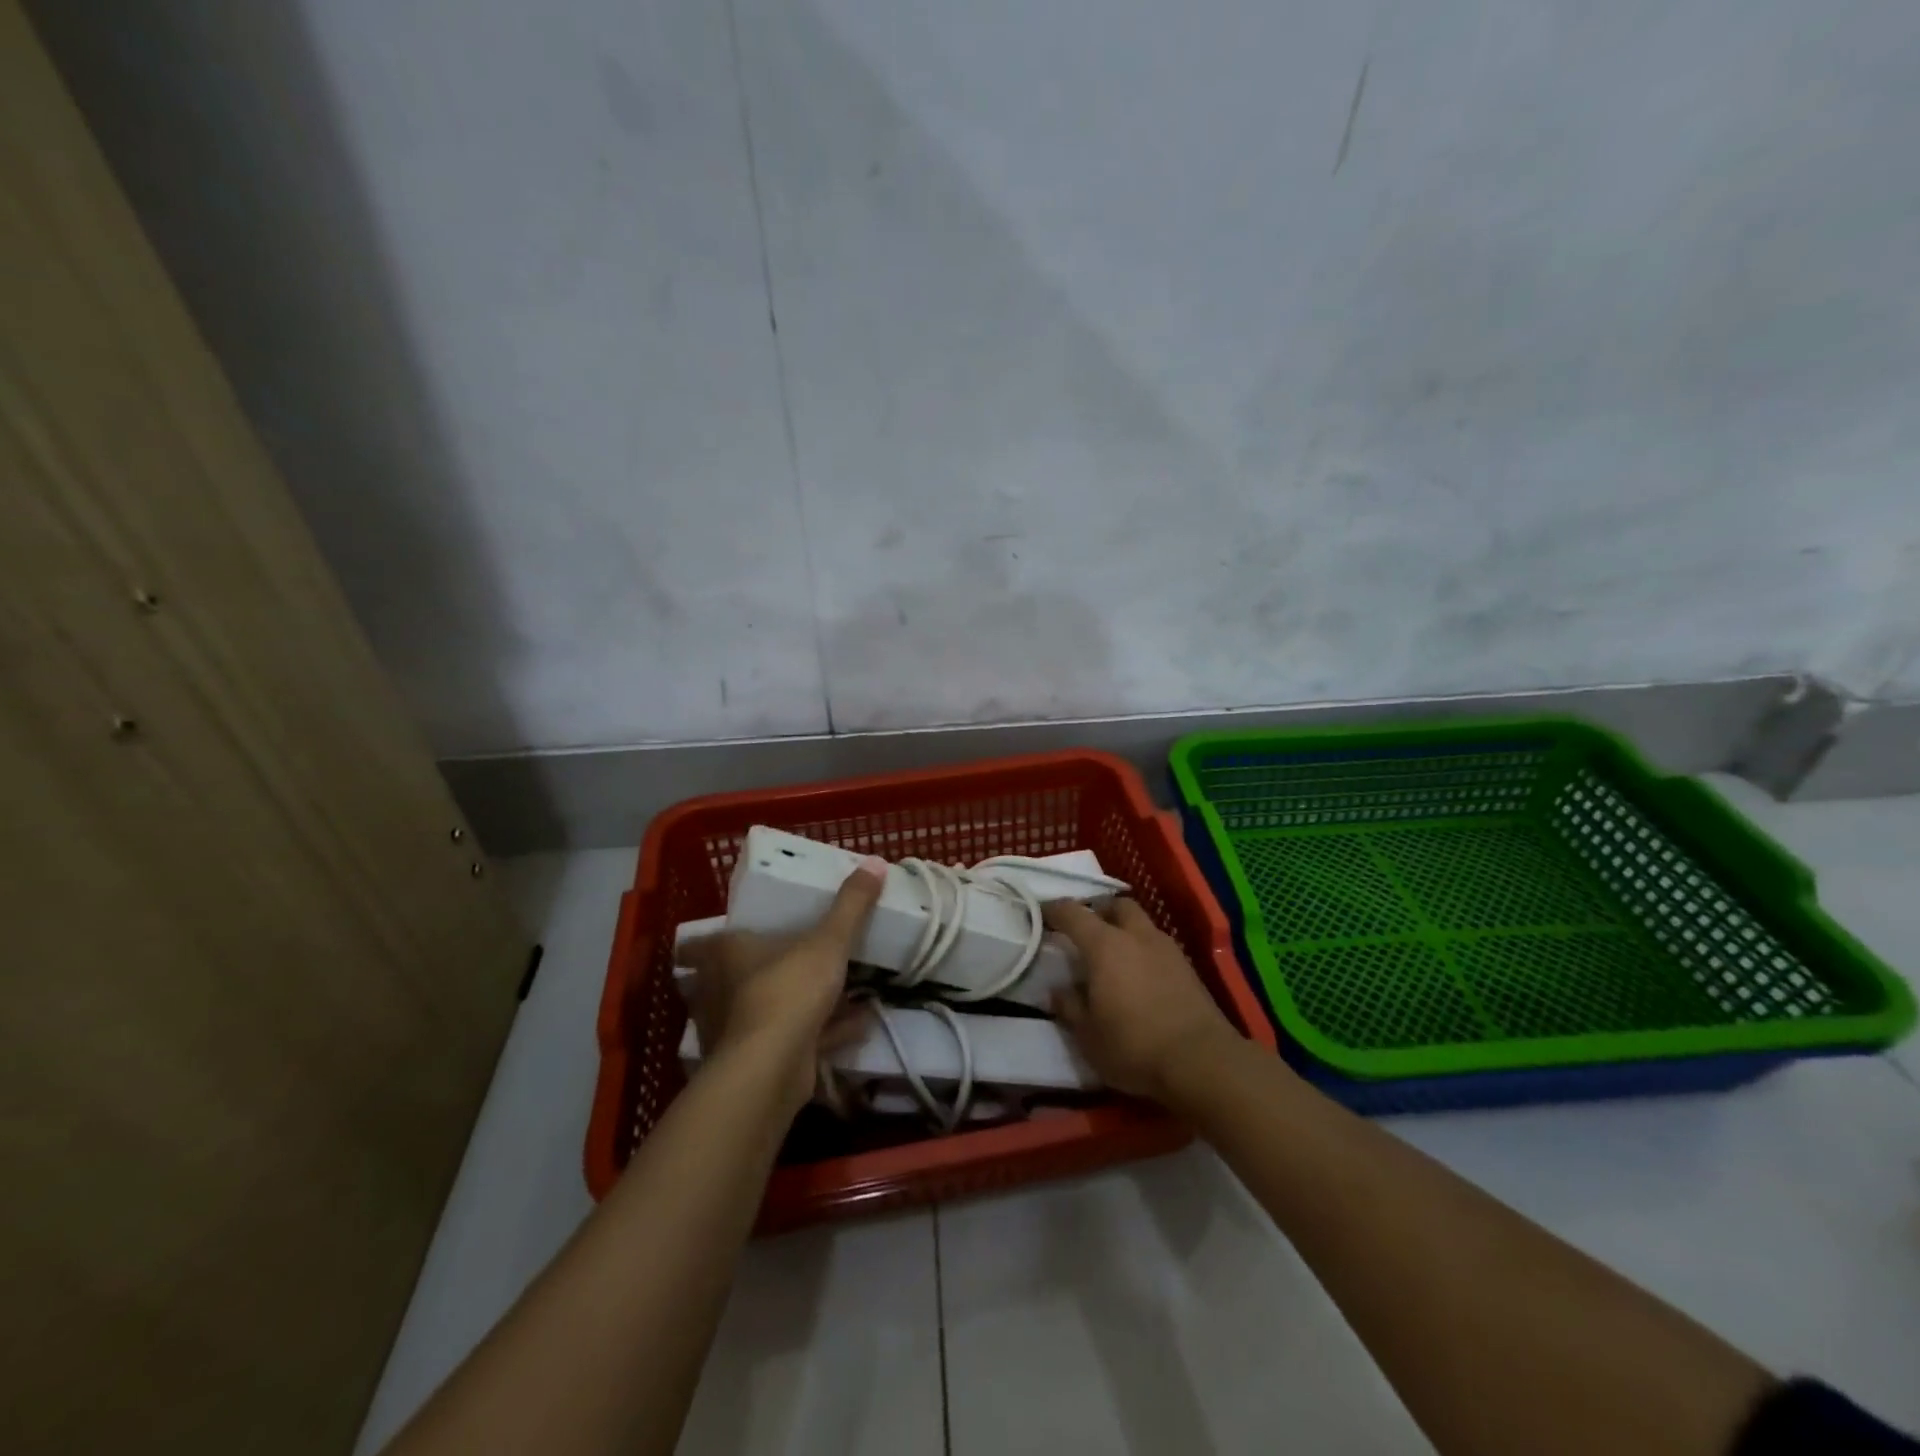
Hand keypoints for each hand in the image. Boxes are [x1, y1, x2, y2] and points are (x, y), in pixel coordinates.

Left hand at [679, 858, 884, 1111]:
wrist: (770, 1071)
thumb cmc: (787, 991)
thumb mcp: (827, 942)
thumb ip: (851, 905)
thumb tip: (875, 861)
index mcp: (722, 955)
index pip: (695, 945)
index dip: (706, 941)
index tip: (730, 935)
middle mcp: (717, 991)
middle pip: (728, 977)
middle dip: (757, 971)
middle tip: (792, 956)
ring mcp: (731, 1032)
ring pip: (761, 1011)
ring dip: (796, 1004)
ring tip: (835, 992)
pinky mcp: (753, 1064)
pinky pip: (790, 1040)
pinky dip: (822, 1033)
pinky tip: (859, 1025)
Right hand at [1044, 898, 1239, 1102]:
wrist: (1202, 1061)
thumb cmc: (1134, 1045)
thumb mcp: (1088, 1035)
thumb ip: (1070, 1007)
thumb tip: (1057, 990)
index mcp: (1104, 945)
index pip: (1073, 913)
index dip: (1054, 910)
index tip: (1041, 912)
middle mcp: (1136, 936)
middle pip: (1116, 905)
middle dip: (1098, 911)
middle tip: (1085, 930)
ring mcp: (1167, 949)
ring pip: (1141, 923)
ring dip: (1124, 929)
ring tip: (1113, 954)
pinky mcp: (1188, 968)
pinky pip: (1158, 945)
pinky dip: (1144, 949)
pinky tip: (1140, 974)